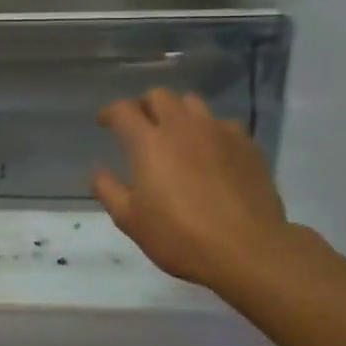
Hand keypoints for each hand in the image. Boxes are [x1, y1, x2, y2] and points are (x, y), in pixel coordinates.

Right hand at [93, 90, 302, 297]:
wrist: (247, 249)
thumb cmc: (180, 236)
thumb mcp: (130, 220)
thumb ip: (108, 190)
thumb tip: (98, 170)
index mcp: (149, 141)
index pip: (123, 110)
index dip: (110, 112)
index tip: (105, 123)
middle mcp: (182, 127)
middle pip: (160, 96)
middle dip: (145, 105)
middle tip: (141, 125)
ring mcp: (218, 132)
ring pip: (193, 103)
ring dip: (178, 113)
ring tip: (176, 133)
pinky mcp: (247, 144)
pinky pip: (223, 124)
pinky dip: (210, 131)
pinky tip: (211, 151)